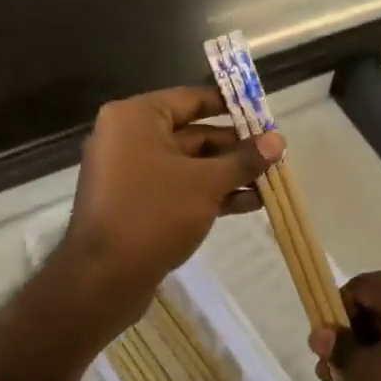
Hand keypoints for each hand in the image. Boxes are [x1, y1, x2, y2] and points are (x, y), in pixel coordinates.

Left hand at [49, 86, 281, 350]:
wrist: (102, 280)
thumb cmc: (154, 213)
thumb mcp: (207, 183)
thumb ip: (243, 159)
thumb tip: (278, 140)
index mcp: (137, 118)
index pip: (192, 99)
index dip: (231, 106)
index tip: (264, 114)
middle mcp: (129, 137)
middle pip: (193, 133)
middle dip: (235, 147)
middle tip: (275, 154)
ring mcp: (130, 172)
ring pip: (189, 164)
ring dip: (228, 174)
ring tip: (269, 182)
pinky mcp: (135, 203)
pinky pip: (178, 187)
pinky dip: (208, 193)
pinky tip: (248, 204)